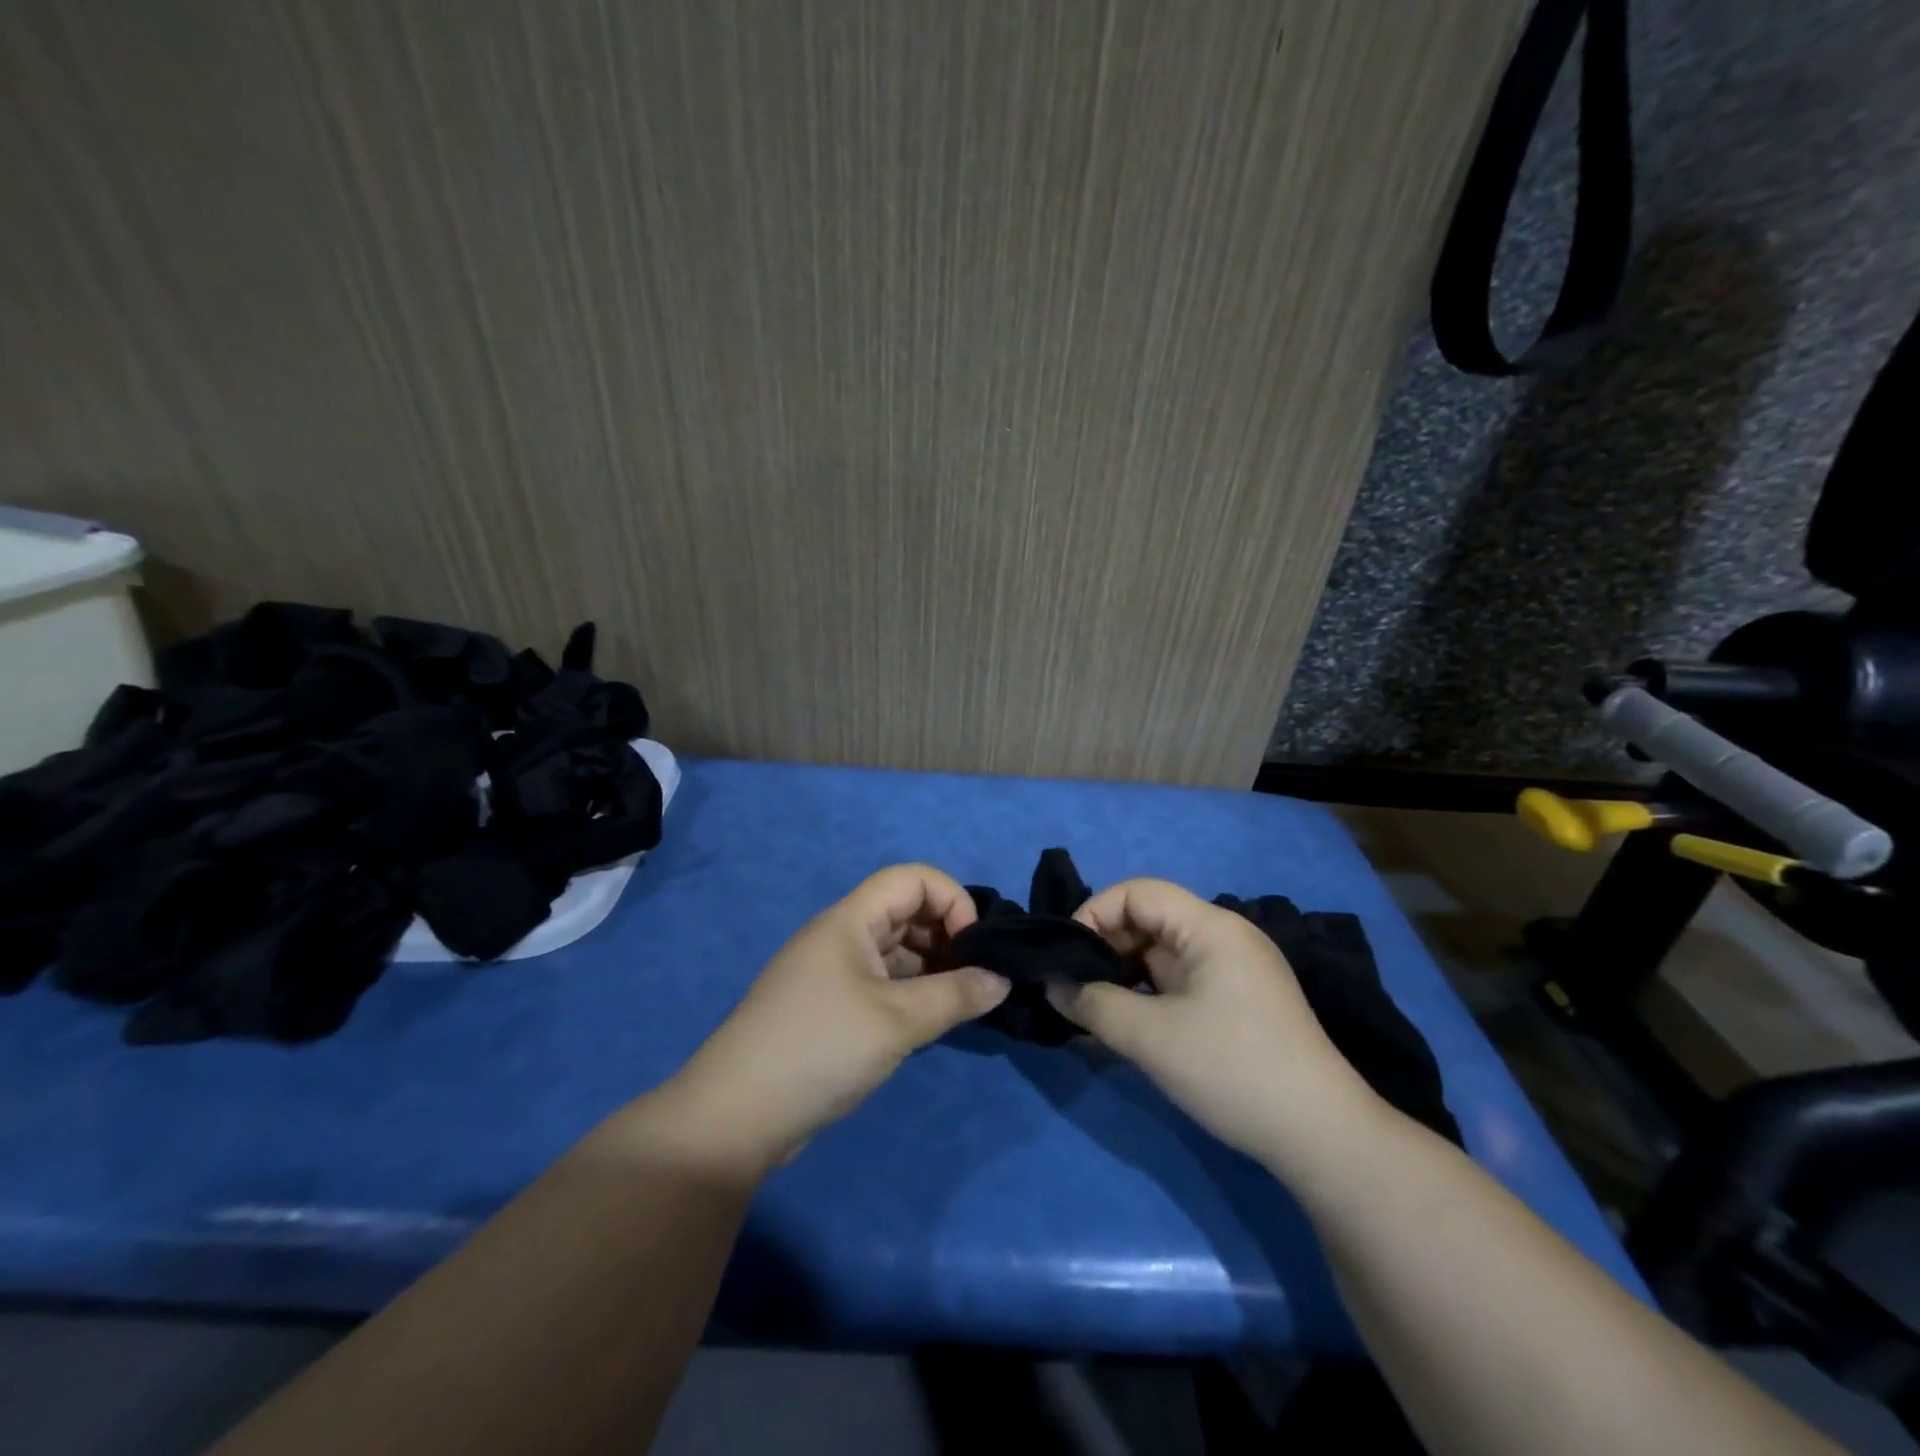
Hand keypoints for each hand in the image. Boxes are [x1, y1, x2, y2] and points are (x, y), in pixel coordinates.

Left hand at [641, 865, 1010, 1174]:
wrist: (735, 1116)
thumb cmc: (820, 1049)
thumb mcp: (897, 1021)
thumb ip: (956, 995)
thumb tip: (1002, 980)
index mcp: (849, 921)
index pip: (911, 879)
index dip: (951, 899)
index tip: (975, 944)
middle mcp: (840, 936)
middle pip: (904, 910)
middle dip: (946, 933)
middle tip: (976, 976)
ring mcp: (831, 972)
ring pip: (894, 949)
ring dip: (931, 966)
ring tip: (961, 1000)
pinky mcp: (828, 1006)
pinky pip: (880, 980)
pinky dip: (910, 991)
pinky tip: (929, 1019)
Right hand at [1046, 879, 1383, 1170]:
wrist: (1322, 1138)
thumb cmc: (1233, 1070)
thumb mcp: (1151, 1037)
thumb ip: (1094, 1004)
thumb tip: (1053, 985)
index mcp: (1211, 927)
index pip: (1138, 892)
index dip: (1095, 913)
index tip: (1067, 956)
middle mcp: (1224, 938)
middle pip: (1149, 920)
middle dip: (1105, 947)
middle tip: (1073, 986)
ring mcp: (1233, 971)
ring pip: (1161, 954)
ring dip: (1123, 974)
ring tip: (1091, 1007)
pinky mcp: (1236, 1003)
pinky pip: (1178, 982)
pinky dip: (1146, 994)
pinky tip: (1126, 1024)